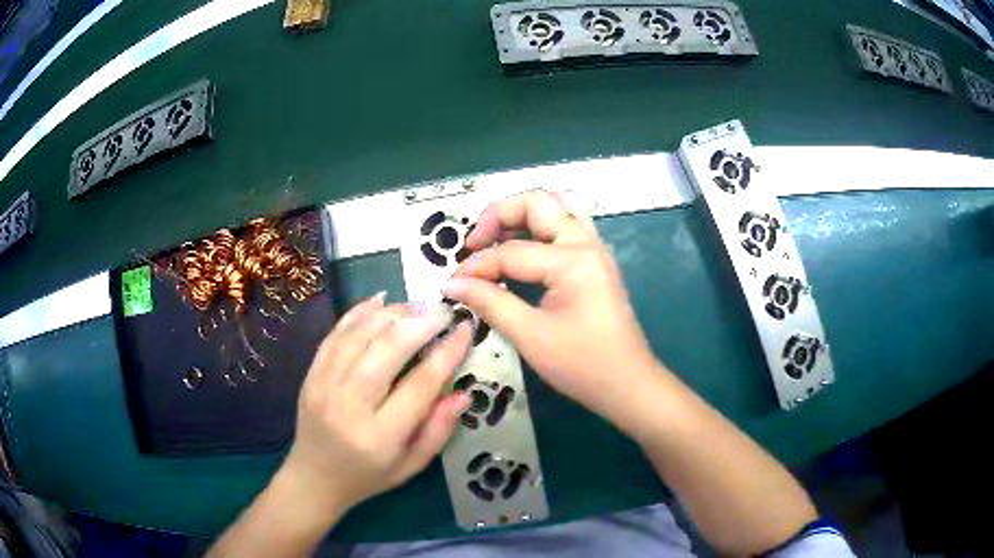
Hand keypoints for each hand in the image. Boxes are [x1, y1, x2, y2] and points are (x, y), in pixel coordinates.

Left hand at [277, 294, 471, 515]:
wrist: (314, 477)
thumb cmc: (368, 476)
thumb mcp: (411, 466)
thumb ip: (438, 431)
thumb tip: (463, 393)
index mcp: (380, 436)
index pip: (420, 385)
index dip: (447, 353)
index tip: (464, 329)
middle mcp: (349, 405)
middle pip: (387, 351)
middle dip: (420, 323)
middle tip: (443, 310)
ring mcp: (324, 385)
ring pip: (360, 335)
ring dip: (392, 314)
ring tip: (417, 305)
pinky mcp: (311, 373)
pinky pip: (335, 334)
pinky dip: (358, 312)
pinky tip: (380, 300)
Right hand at [442, 191, 658, 421]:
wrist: (628, 385)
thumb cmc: (582, 365)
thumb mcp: (531, 336)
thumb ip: (490, 303)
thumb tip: (453, 284)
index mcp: (573, 260)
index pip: (512, 251)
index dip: (476, 266)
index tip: (451, 284)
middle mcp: (586, 243)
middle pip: (538, 203)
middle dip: (499, 215)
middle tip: (474, 243)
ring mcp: (594, 250)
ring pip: (556, 209)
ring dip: (521, 216)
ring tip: (494, 241)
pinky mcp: (595, 262)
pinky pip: (565, 228)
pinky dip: (538, 230)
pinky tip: (520, 252)